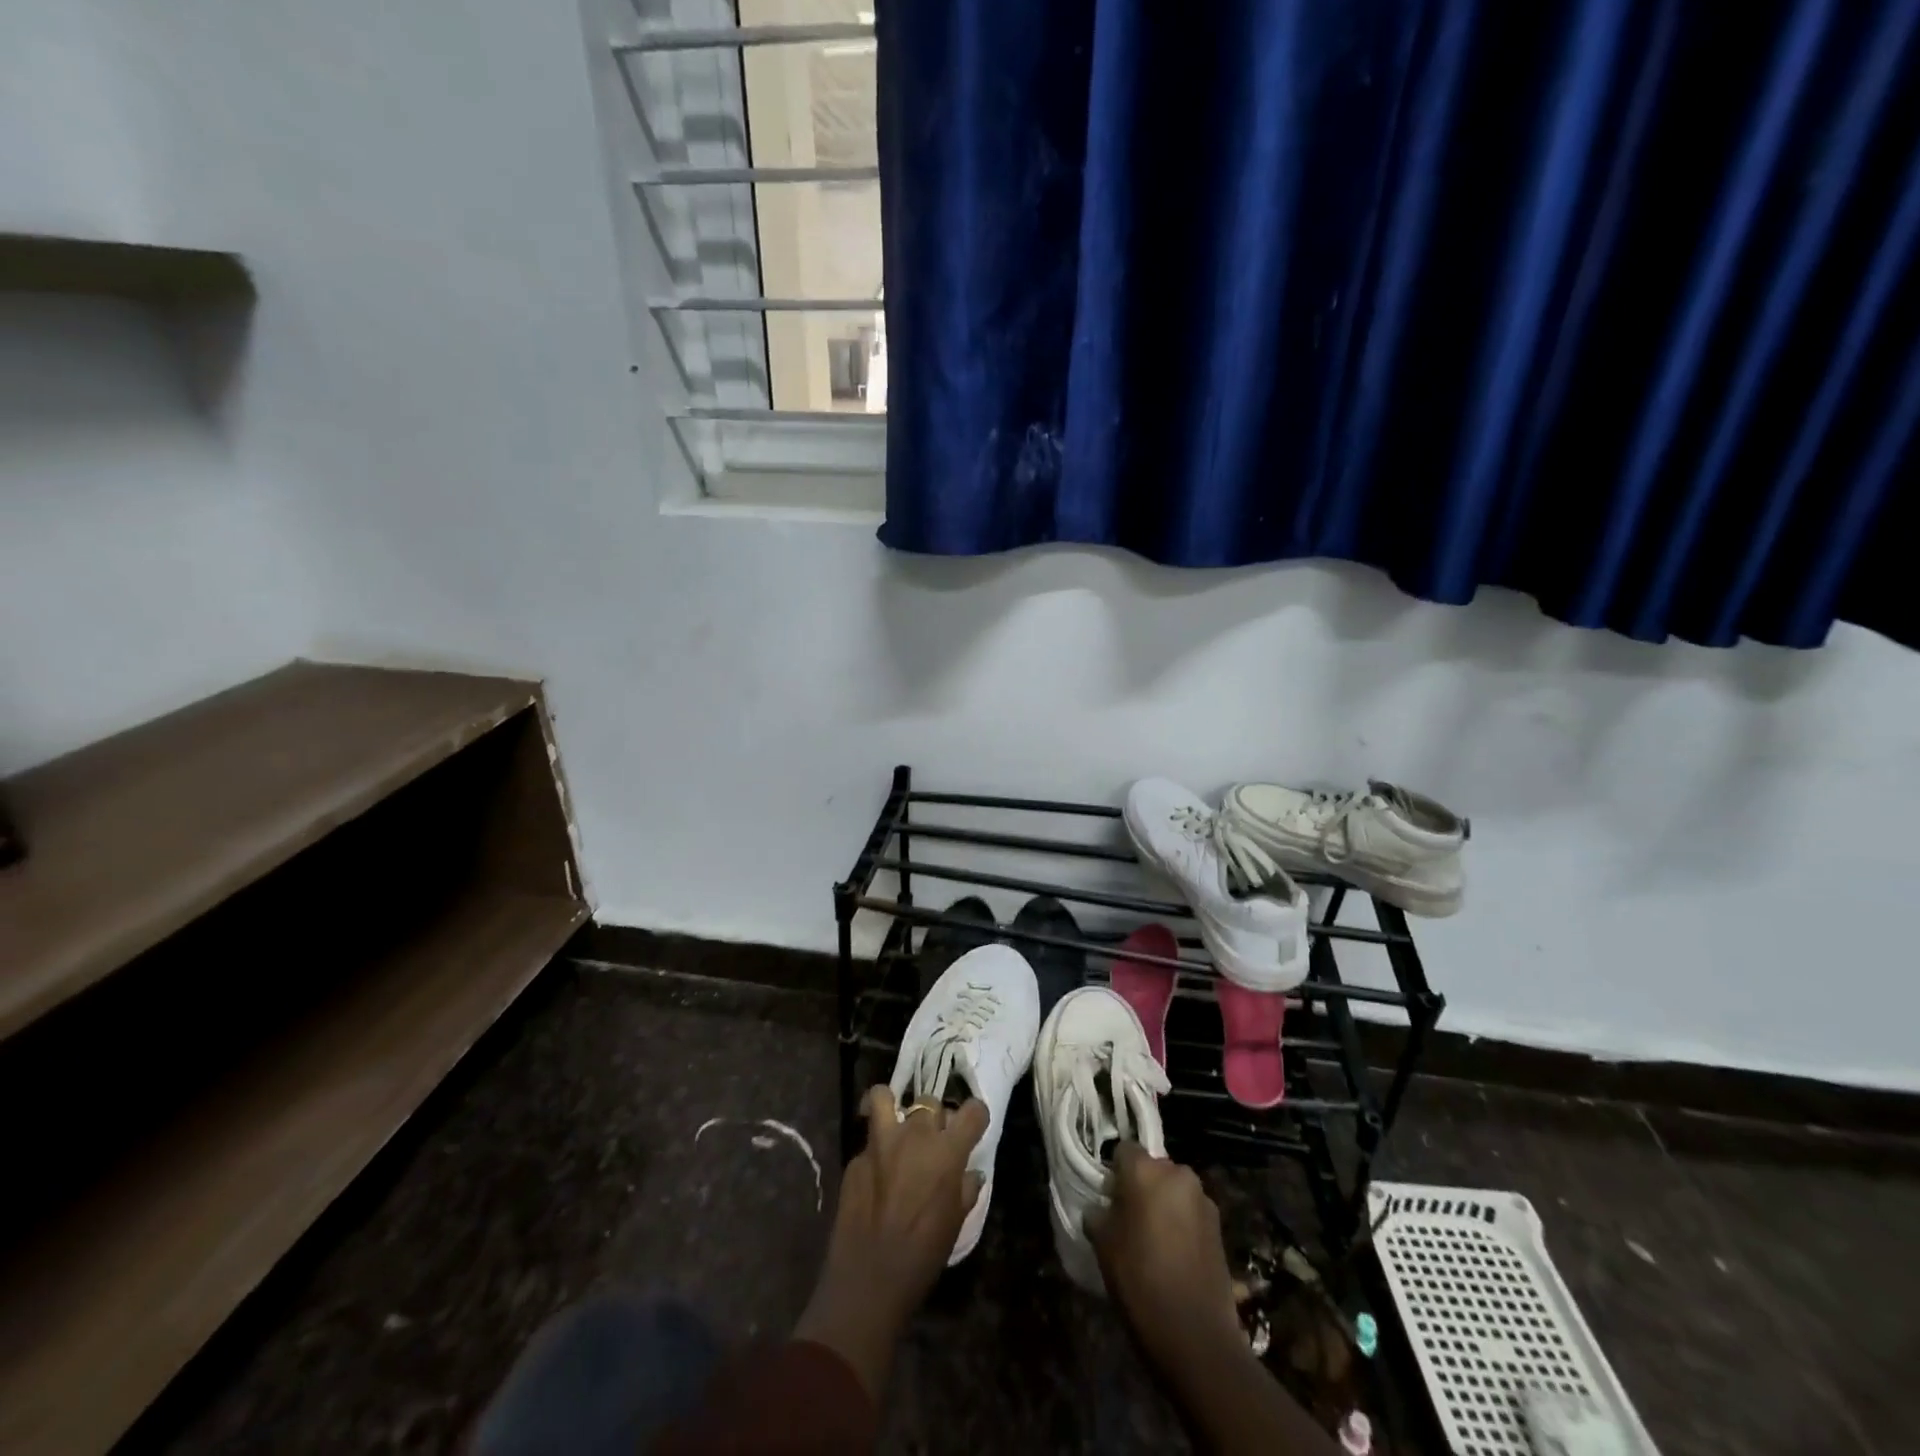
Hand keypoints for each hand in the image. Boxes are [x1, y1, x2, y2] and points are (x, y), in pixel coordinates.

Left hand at [793, 1087, 987, 1396]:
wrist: (869, 1280)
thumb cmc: (923, 1256)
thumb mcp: (956, 1223)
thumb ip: (965, 1188)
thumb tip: (969, 1173)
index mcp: (947, 1150)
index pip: (973, 1110)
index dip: (975, 1116)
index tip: (973, 1127)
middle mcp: (915, 1134)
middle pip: (930, 1103)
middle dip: (935, 1119)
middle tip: (933, 1142)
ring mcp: (880, 1142)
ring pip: (884, 1097)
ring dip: (892, 1105)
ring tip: (894, 1123)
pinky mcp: (855, 1157)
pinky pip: (868, 1140)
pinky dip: (874, 1149)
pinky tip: (875, 1174)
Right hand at [1086, 1142, 1242, 1375]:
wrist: (1195, 1334)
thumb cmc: (1140, 1280)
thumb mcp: (1103, 1244)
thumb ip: (1098, 1214)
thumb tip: (1100, 1208)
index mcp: (1146, 1170)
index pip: (1124, 1150)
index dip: (1114, 1172)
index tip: (1109, 1198)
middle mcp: (1178, 1174)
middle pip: (1153, 1168)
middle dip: (1142, 1186)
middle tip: (1130, 1218)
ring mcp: (1203, 1200)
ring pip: (1174, 1190)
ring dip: (1164, 1204)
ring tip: (1155, 1240)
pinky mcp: (1219, 1227)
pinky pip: (1191, 1212)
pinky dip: (1182, 1224)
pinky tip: (1175, 1255)